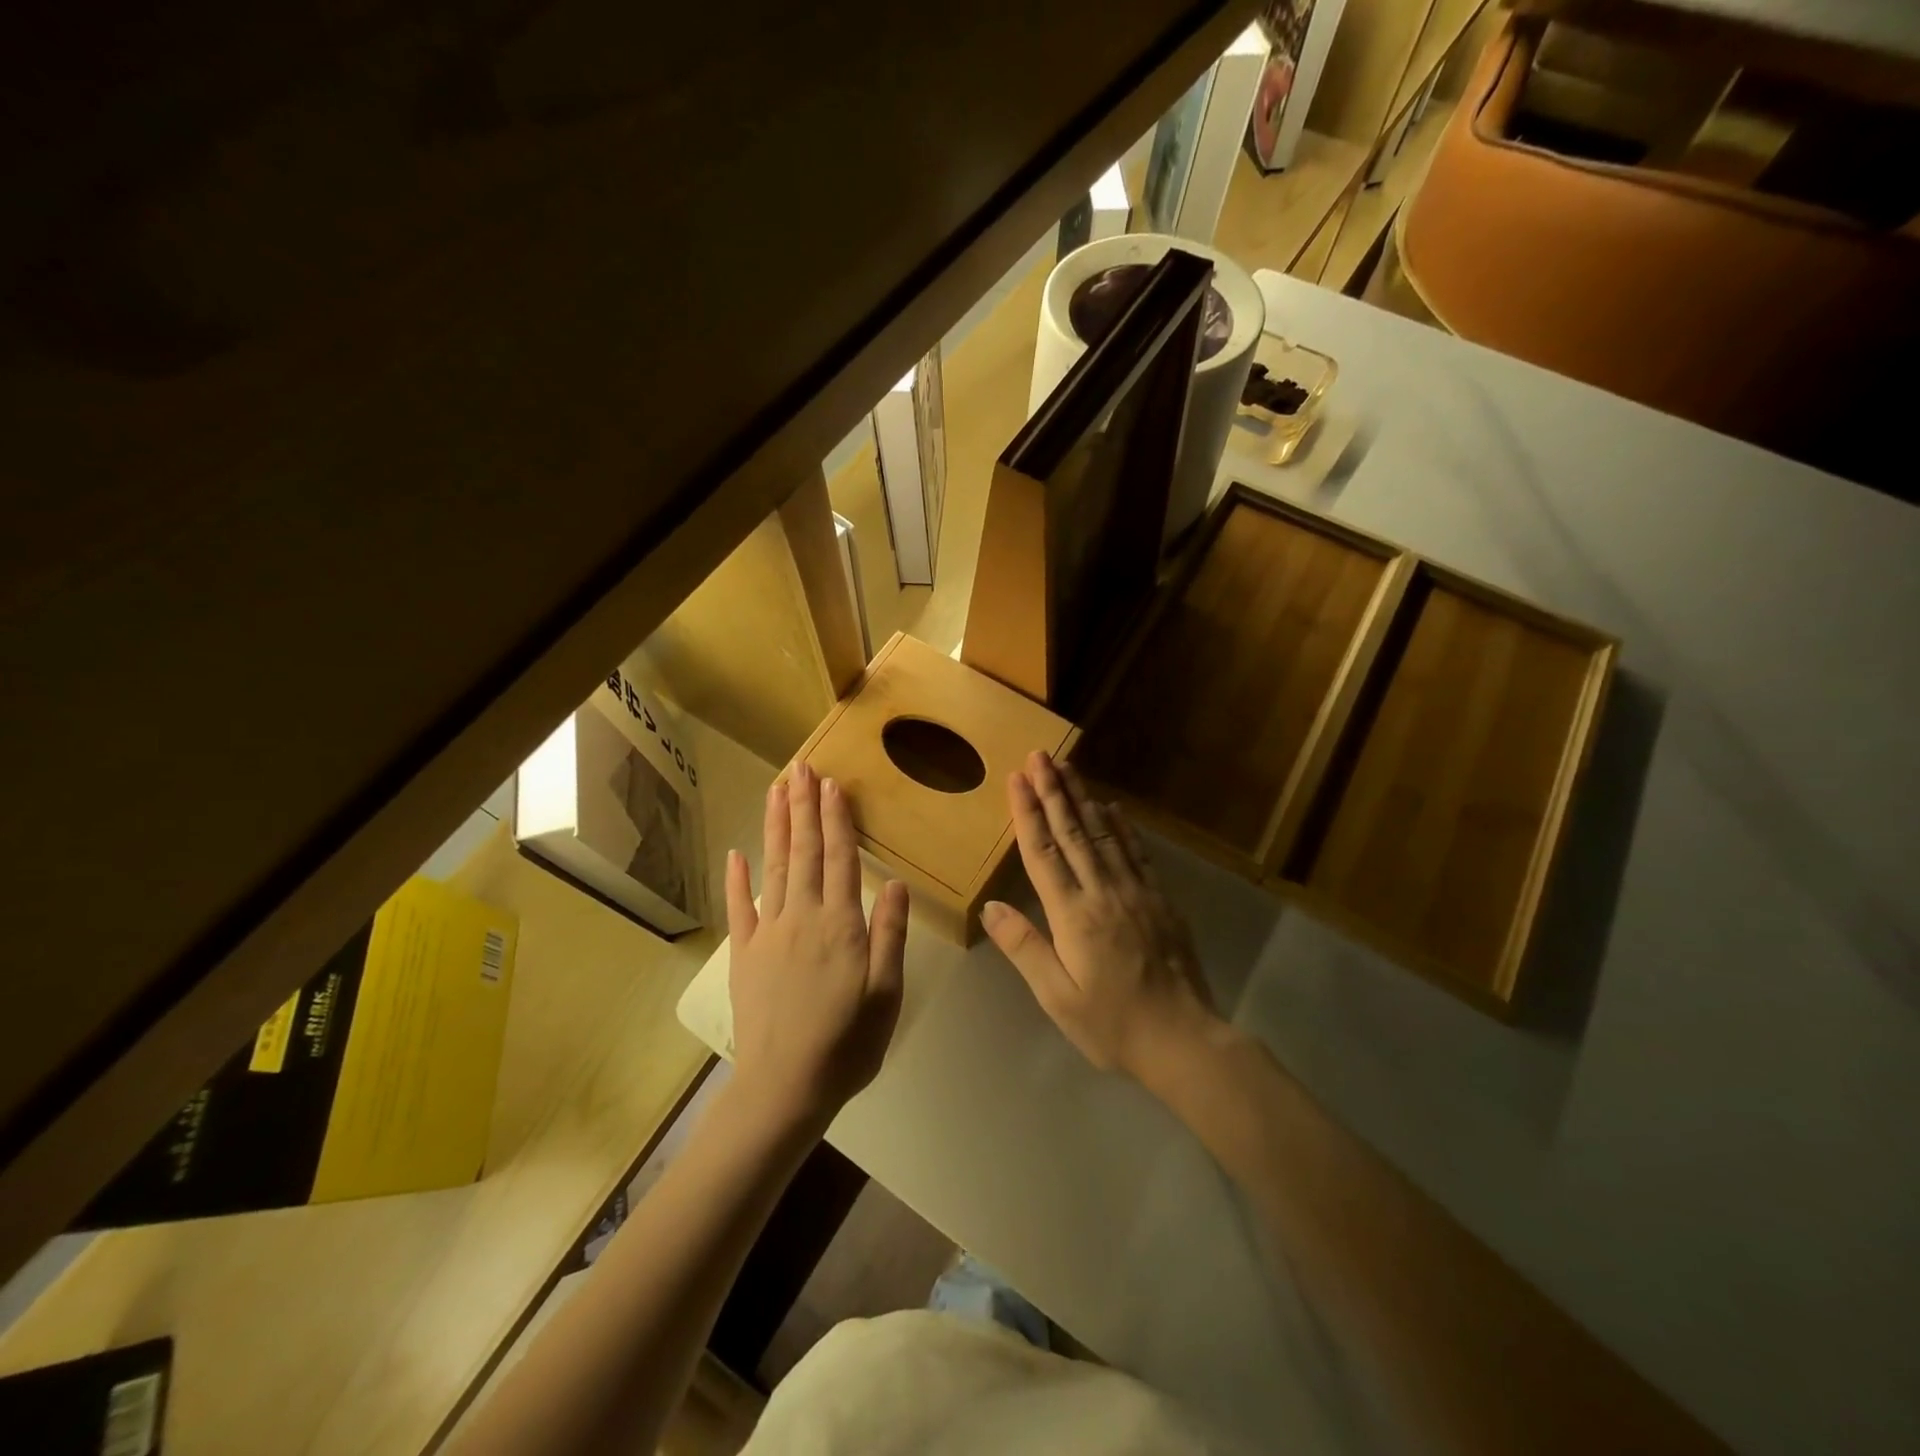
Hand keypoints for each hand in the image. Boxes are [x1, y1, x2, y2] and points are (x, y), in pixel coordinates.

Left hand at [726, 761, 908, 1133]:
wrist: (785, 1087)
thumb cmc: (847, 1043)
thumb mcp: (886, 993)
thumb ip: (890, 935)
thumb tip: (894, 883)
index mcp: (841, 925)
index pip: (840, 859)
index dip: (836, 819)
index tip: (831, 784)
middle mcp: (802, 917)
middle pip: (803, 852)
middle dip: (803, 807)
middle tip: (801, 768)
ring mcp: (768, 934)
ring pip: (773, 868)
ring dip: (775, 826)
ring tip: (776, 790)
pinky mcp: (744, 955)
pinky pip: (739, 909)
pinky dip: (737, 879)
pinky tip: (737, 853)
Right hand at [982, 752, 1219, 1087]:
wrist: (1183, 1039)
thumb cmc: (1112, 1024)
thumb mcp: (1057, 997)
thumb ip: (1024, 947)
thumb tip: (991, 906)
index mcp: (1073, 915)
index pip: (1043, 852)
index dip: (1028, 812)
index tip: (1017, 778)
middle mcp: (1102, 892)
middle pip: (1073, 832)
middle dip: (1053, 790)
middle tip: (1041, 755)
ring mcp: (1135, 891)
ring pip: (1104, 834)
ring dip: (1083, 797)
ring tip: (1068, 767)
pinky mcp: (1159, 899)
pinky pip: (1137, 852)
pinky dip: (1122, 826)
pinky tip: (1113, 807)